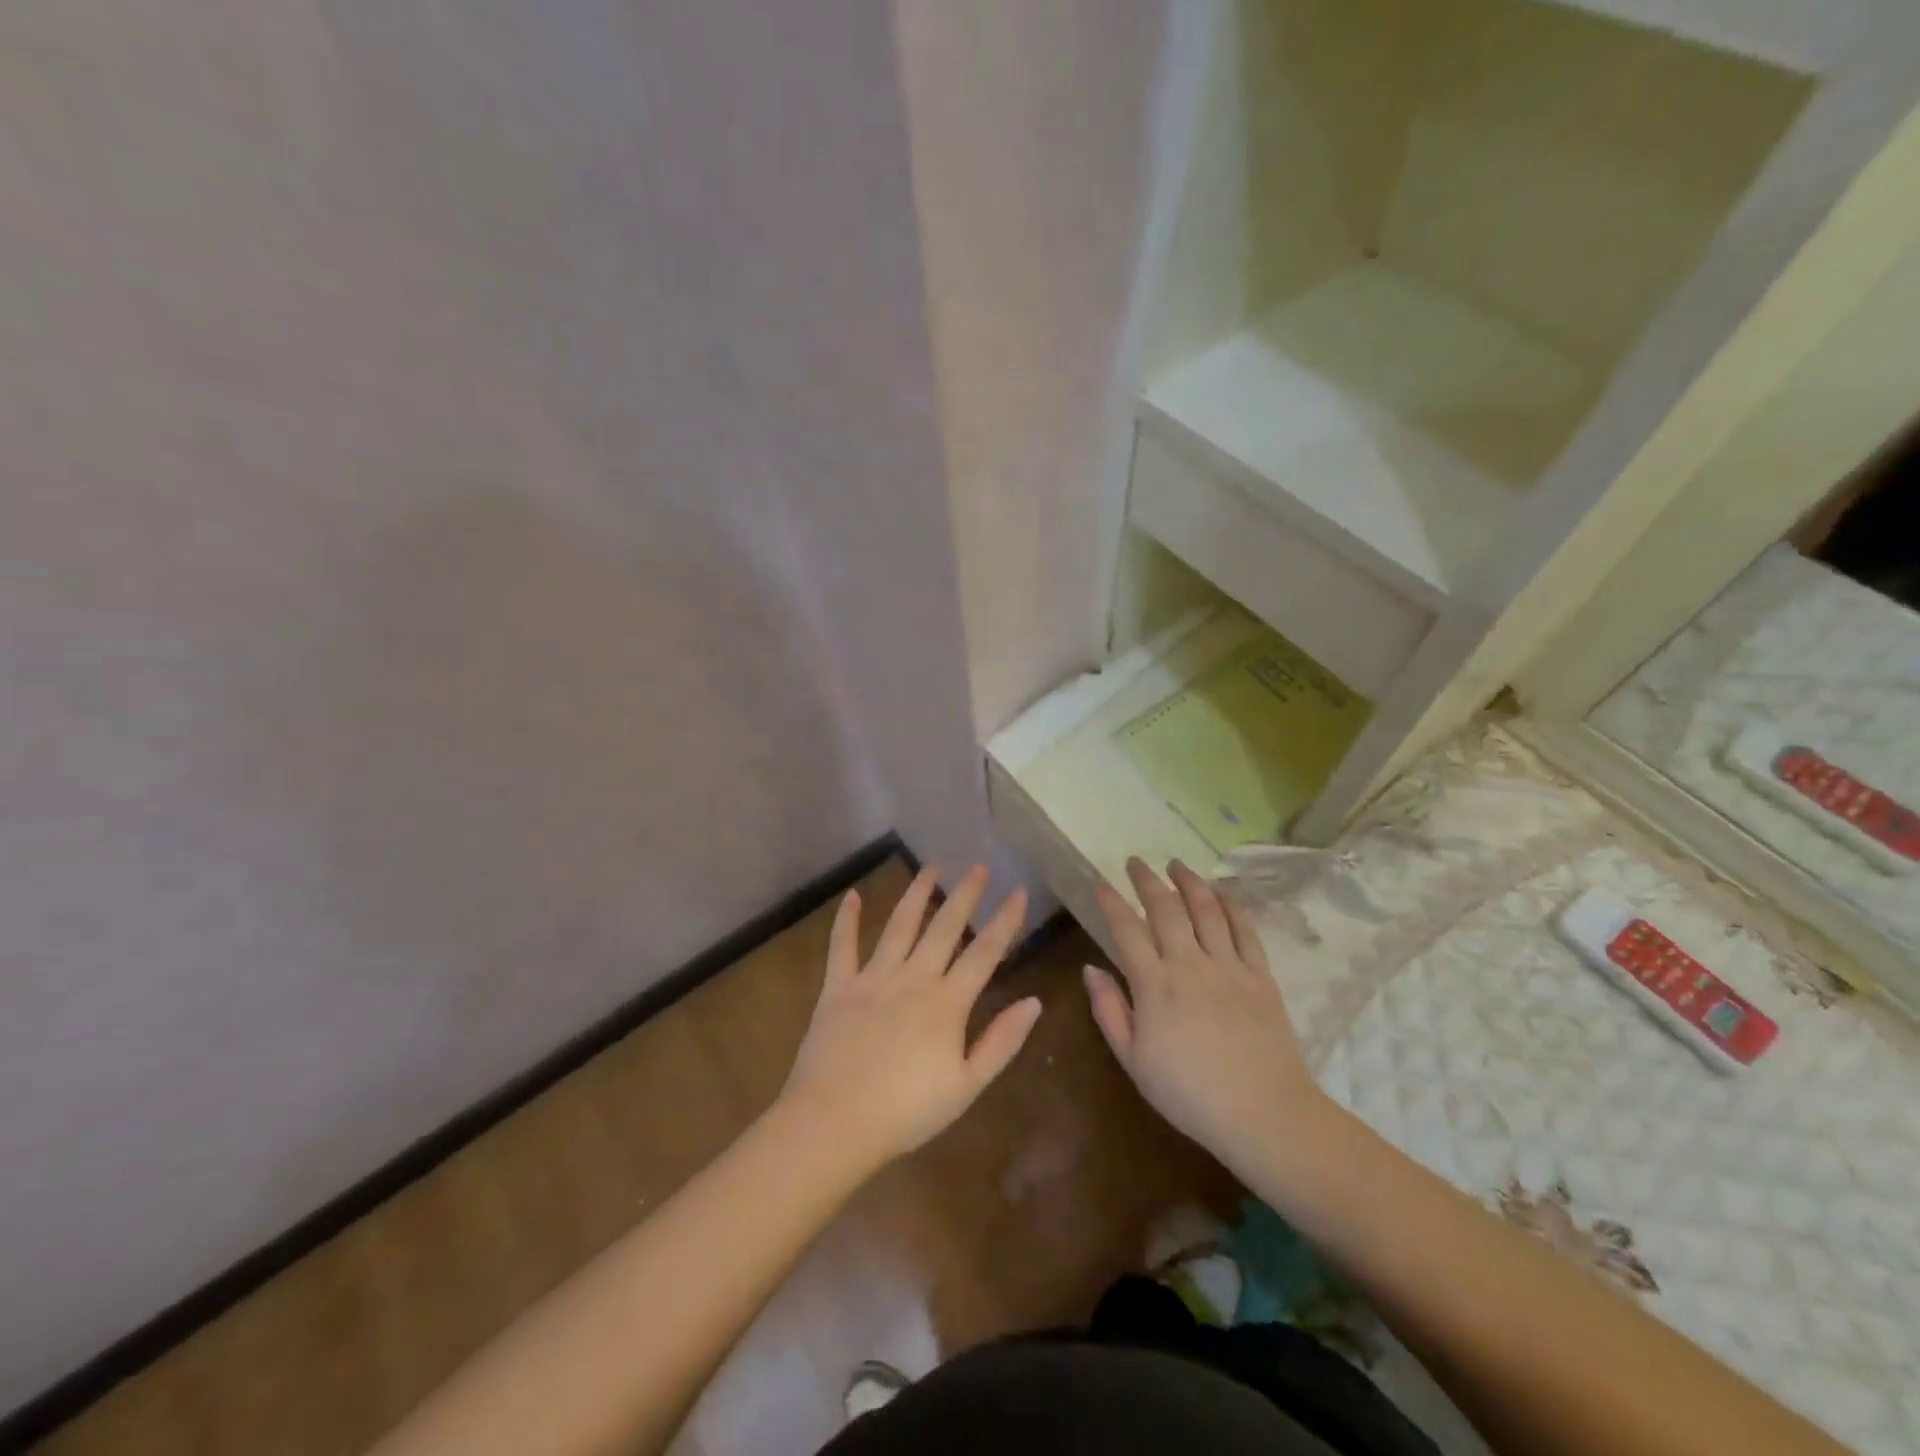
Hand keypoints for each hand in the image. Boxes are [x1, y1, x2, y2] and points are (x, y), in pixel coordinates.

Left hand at [779, 866, 1039, 1171]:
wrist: (834, 1123)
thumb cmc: (906, 1112)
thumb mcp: (967, 1086)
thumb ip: (1002, 1042)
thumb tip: (1034, 1002)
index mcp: (947, 1002)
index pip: (985, 952)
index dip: (1005, 920)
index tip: (1019, 891)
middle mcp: (913, 978)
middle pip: (944, 927)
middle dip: (964, 894)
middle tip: (978, 865)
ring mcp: (873, 978)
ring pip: (899, 926)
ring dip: (917, 894)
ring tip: (931, 867)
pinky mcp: (838, 988)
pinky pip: (842, 946)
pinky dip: (846, 920)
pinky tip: (852, 895)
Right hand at [1086, 859, 1330, 1181]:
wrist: (1264, 1114)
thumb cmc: (1189, 1093)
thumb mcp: (1133, 1060)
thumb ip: (1109, 1011)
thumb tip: (1090, 969)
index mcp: (1155, 985)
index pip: (1127, 930)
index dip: (1111, 902)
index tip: (1100, 882)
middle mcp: (1190, 964)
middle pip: (1166, 909)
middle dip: (1147, 880)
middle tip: (1135, 862)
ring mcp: (1229, 966)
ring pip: (1206, 909)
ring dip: (1189, 882)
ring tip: (1176, 864)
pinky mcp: (1260, 975)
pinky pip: (1244, 930)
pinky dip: (1230, 905)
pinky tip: (1221, 893)